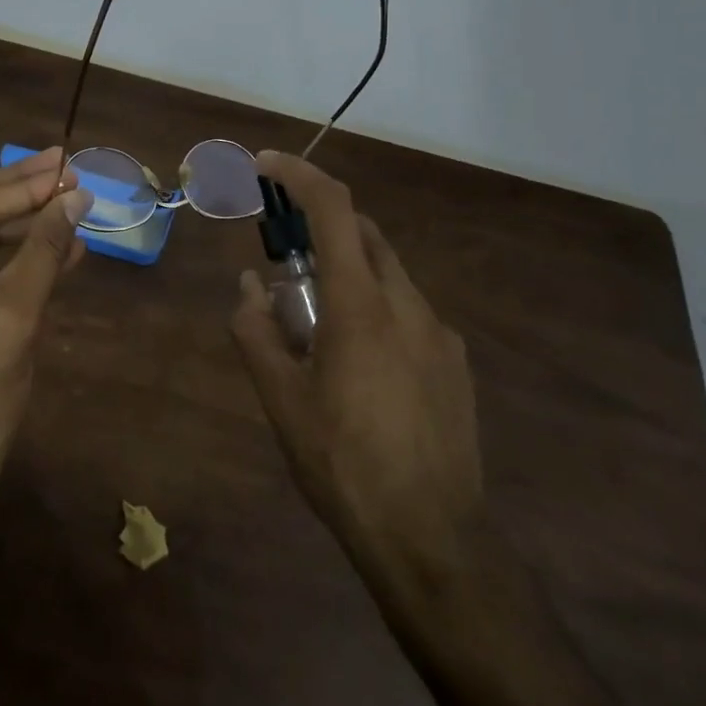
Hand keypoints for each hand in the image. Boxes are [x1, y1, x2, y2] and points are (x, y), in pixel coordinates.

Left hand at [0, 148, 92, 520]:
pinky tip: (58, 248)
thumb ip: (43, 249)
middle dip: (22, 196)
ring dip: (24, 229)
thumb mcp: (12, 315)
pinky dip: (15, 262)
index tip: (66, 164)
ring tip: (72, 205)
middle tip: (66, 166)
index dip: (21, 184)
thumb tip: (77, 198)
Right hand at [229, 152, 484, 586]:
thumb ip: (256, 330)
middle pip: (364, 232)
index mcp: (361, 304)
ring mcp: (439, 333)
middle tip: (284, 257)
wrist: (433, 540)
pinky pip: (408, 311)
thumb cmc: (343, 464)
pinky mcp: (456, 362)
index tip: (266, 165)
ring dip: (347, 272)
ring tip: (315, 325)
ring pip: (387, 273)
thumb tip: (249, 286)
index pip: (333, 209)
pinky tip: (359, 364)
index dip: (299, 175)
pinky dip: (375, 307)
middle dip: (321, 226)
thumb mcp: (281, 400)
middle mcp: (407, 303)